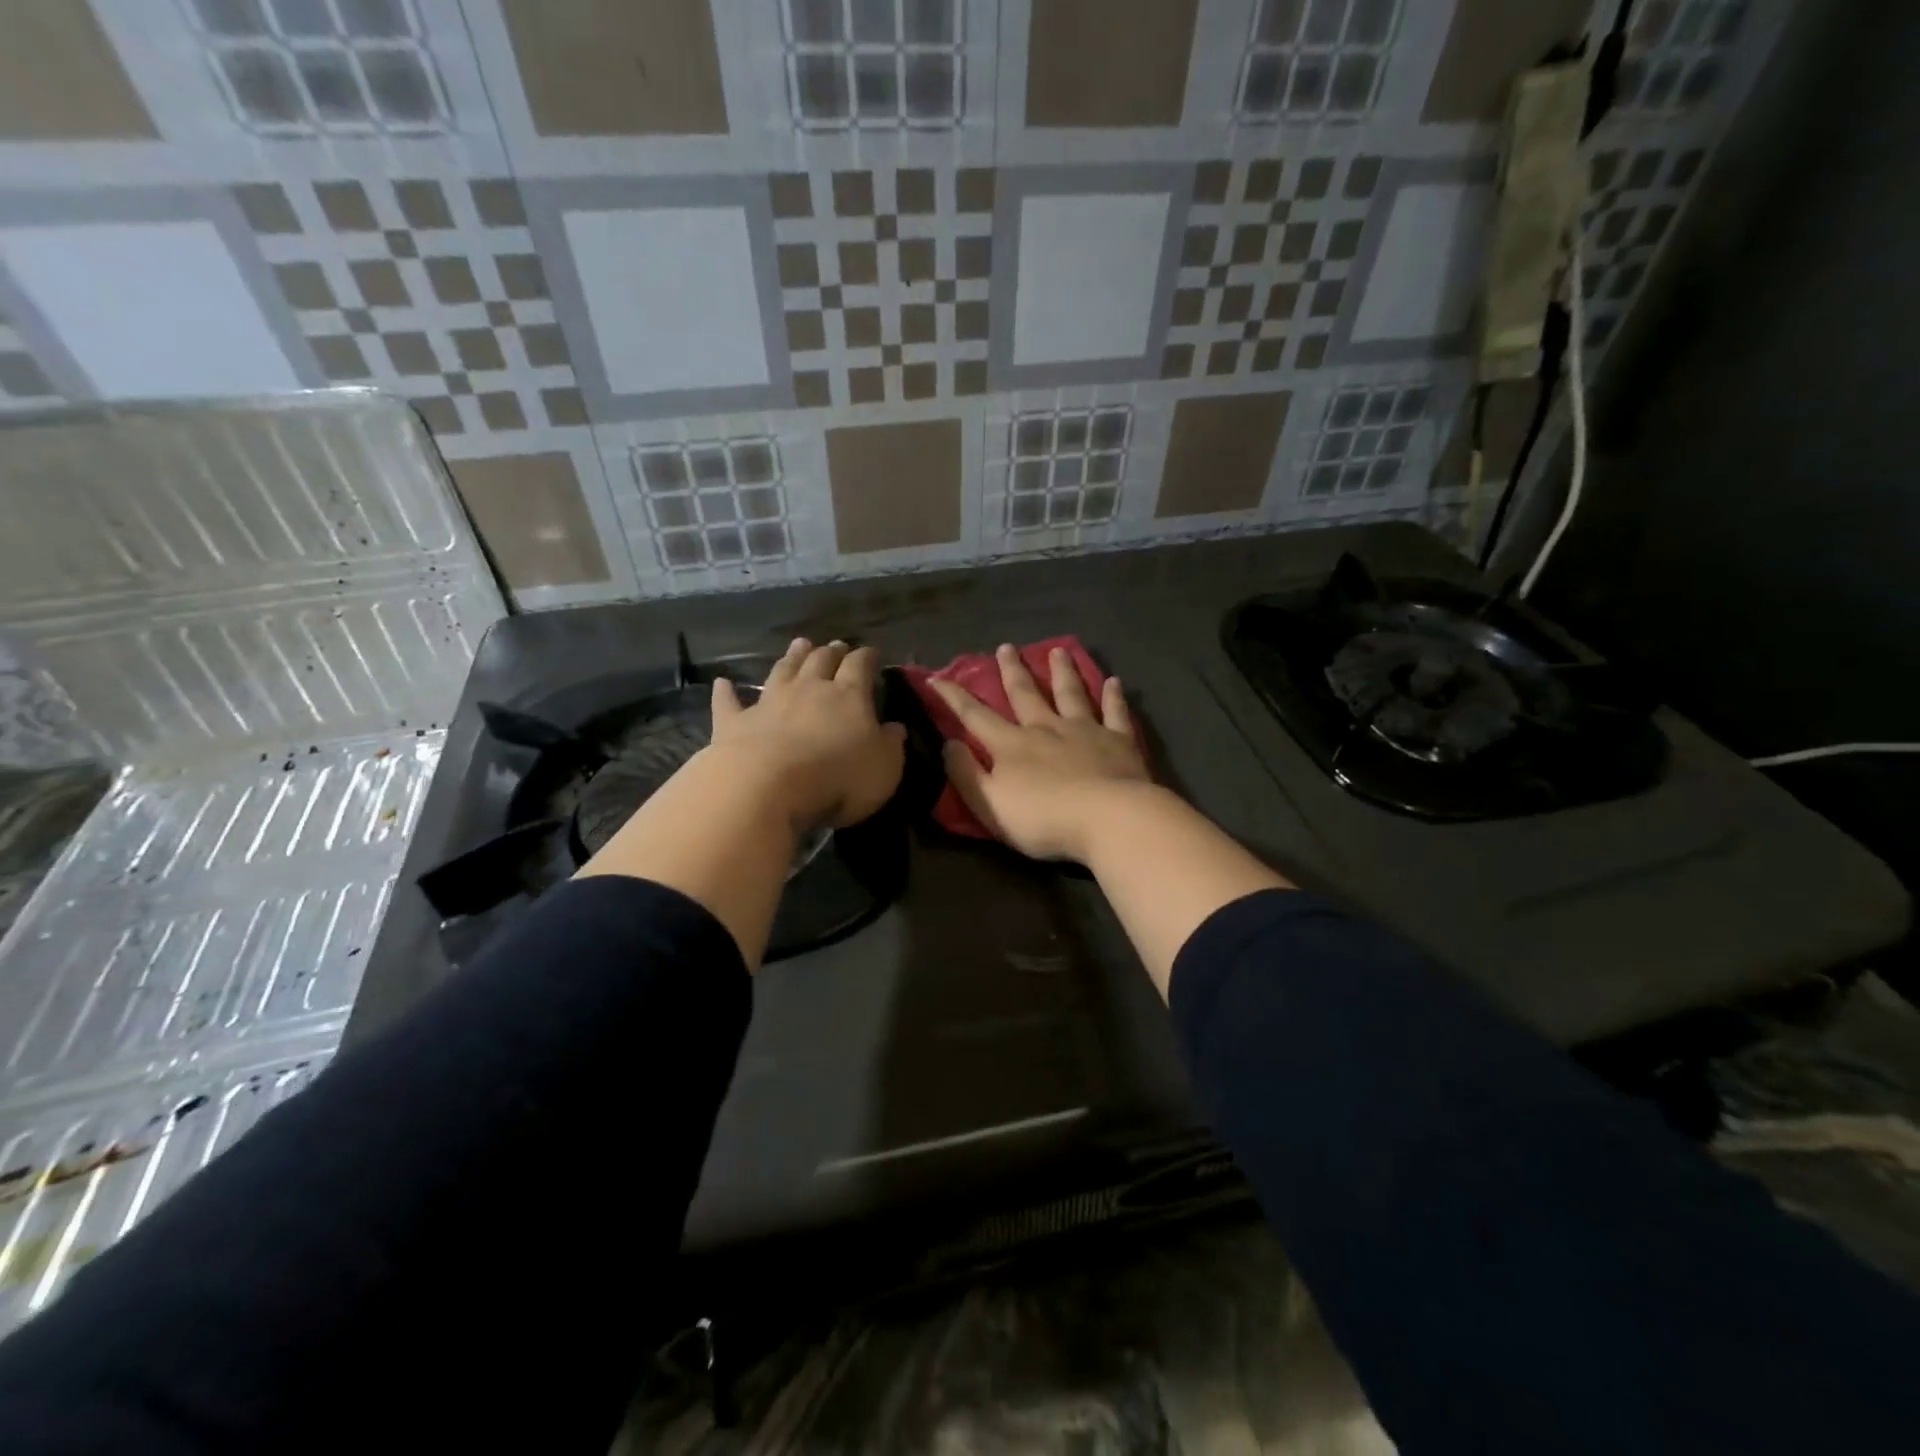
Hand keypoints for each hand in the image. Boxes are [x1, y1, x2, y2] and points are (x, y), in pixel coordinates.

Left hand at [710, 638, 905, 832]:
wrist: (768, 786)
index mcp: (849, 696)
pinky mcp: (735, 722)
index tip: (871, 654)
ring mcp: (770, 703)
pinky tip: (723, 683)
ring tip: (800, 644)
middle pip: (821, 661)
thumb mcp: (883, 768)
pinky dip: (726, 692)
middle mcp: (809, 689)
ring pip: (783, 670)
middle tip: (836, 645)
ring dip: (792, 657)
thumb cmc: (838, 778)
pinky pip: (730, 702)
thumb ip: (890, 744)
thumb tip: (895, 727)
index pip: (860, 666)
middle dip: (831, 651)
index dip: (867, 657)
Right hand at [932, 644, 1154, 862]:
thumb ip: (966, 774)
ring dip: (1062, 671)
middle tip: (1006, 647)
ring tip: (1058, 650)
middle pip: (1025, 694)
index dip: (954, 697)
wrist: (1108, 818)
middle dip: (1012, 671)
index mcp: (1011, 745)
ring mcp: (1085, 731)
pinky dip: (1113, 696)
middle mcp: (1046, 728)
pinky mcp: (1119, 741)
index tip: (937, 677)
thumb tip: (948, 744)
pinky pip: (1114, 713)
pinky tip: (1114, 682)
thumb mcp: (990, 804)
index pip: (975, 716)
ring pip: (1070, 693)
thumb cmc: (1043, 819)